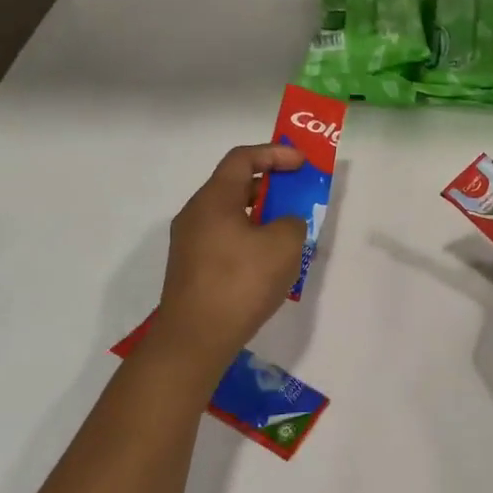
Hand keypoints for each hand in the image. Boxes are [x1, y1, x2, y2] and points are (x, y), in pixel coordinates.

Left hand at [155, 143, 307, 366]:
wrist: (195, 339)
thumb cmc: (241, 283)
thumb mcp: (284, 245)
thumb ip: (293, 222)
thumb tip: (284, 223)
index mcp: (214, 199)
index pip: (243, 158)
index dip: (275, 154)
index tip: (302, 163)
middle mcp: (196, 214)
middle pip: (235, 184)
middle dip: (271, 185)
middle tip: (300, 194)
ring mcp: (189, 242)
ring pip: (231, 214)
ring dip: (262, 214)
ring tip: (290, 229)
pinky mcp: (192, 268)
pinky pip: (225, 238)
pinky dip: (250, 237)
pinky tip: (269, 261)